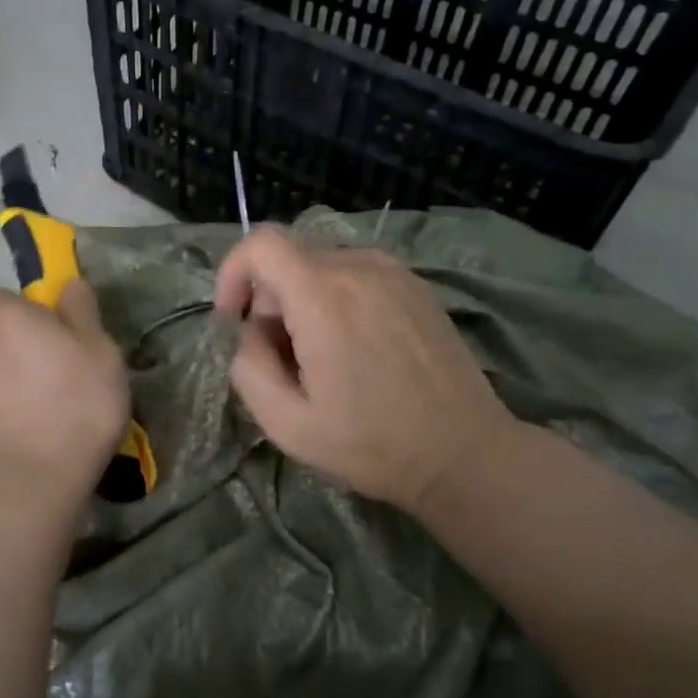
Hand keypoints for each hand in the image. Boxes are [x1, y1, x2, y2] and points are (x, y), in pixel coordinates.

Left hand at [0, 280, 130, 503]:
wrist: (32, 480)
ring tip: (57, 407)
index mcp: (8, 320)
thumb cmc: (76, 402)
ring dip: (20, 381)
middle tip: (65, 368)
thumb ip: (81, 312)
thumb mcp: (99, 350)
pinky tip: (42, 433)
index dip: (20, 308)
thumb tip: (69, 285)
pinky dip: (14, 412)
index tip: (51, 326)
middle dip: (25, 346)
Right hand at [214, 228, 517, 516]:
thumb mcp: (286, 424)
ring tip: (321, 360)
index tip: (235, 320)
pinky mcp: (417, 287)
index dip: (233, 274)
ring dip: (303, 303)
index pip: (261, 244)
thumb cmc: (371, 444)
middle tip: (282, 360)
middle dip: (270, 303)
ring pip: (322, 268)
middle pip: (290, 260)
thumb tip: (250, 334)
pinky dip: (337, 301)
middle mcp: (360, 268)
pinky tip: (356, 351)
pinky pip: (356, 276)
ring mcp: (395, 273)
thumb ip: (248, 367)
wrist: (464, 454)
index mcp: (323, 296)